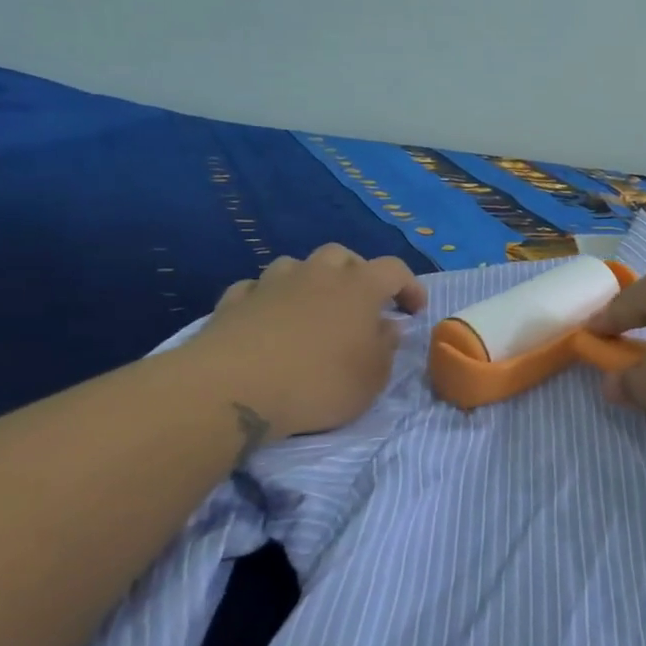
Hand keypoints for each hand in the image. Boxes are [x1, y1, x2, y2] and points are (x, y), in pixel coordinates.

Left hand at [185, 244, 427, 441]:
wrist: (232, 390)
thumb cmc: (317, 383)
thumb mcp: (371, 379)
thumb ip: (385, 349)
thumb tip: (387, 327)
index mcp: (359, 288)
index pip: (395, 270)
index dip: (409, 286)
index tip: (413, 312)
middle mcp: (317, 274)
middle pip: (342, 256)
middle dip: (357, 274)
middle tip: (361, 305)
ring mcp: (271, 284)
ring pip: (296, 266)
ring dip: (309, 281)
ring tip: (312, 310)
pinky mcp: (232, 302)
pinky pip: (257, 289)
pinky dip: (268, 299)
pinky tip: (267, 320)